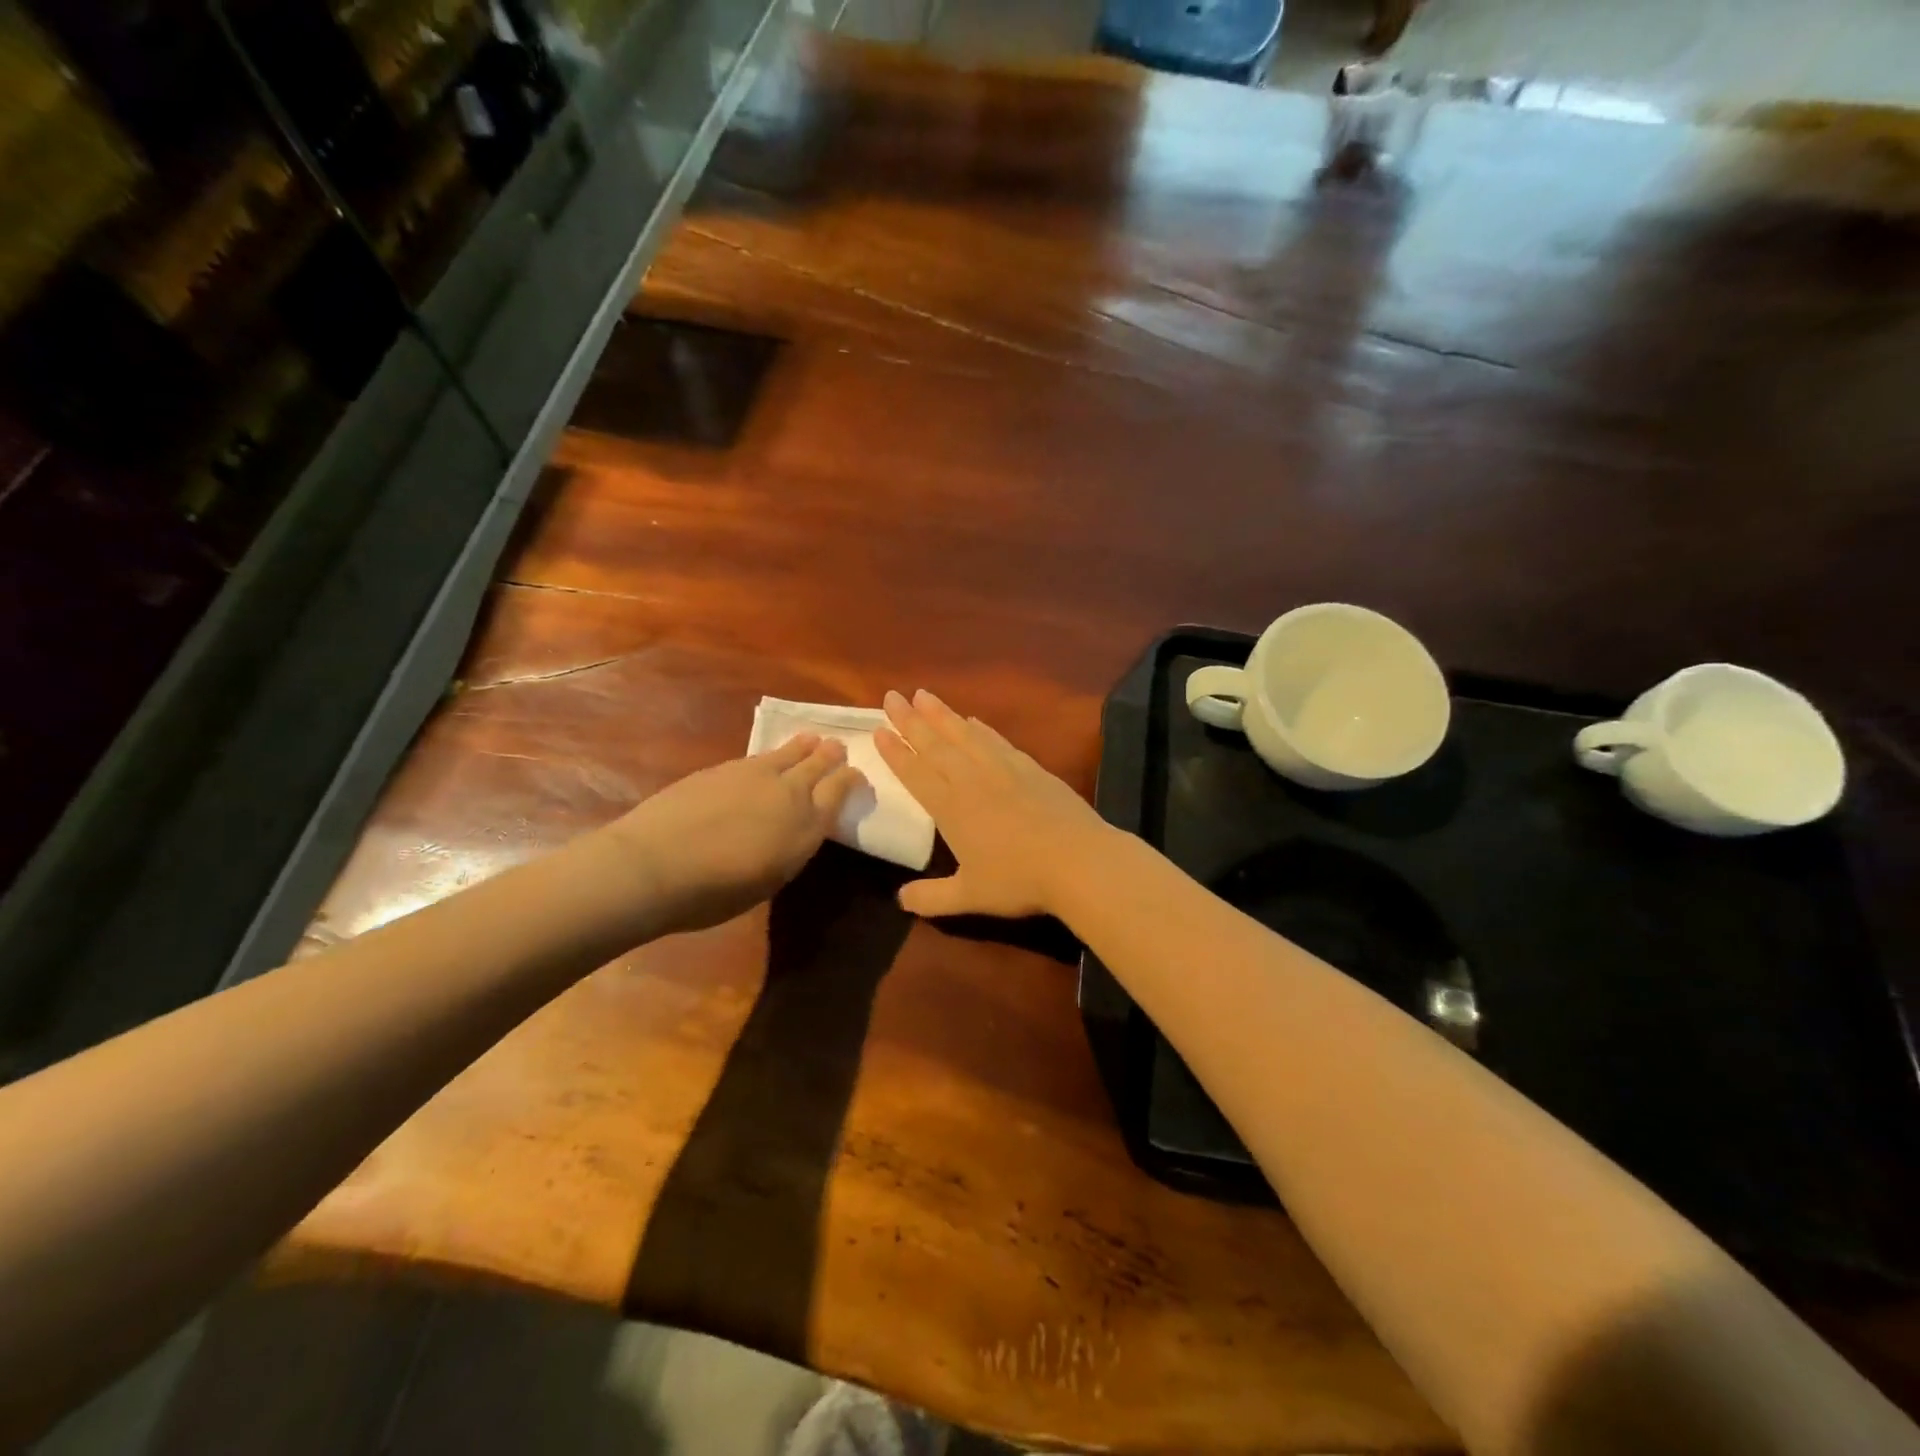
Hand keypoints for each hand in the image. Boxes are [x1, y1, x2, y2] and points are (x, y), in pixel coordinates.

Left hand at [609, 735, 863, 933]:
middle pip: (817, 763)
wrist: (655, 865)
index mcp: (806, 825)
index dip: (851, 779)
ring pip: (787, 752)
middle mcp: (788, 791)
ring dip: (802, 747)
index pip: (839, 790)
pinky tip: (765, 760)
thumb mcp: (770, 879)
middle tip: (837, 747)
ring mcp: (753, 774)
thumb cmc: (715, 892)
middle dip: (830, 755)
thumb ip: (788, 848)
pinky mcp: (721, 768)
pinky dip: (770, 755)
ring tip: (810, 739)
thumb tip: (790, 831)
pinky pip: (757, 756)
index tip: (857, 776)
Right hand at [875, 689, 1115, 918]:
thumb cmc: (1019, 880)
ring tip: (924, 694)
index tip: (878, 729)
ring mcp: (1002, 768)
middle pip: (935, 744)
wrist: (1077, 860)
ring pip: (964, 734)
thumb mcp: (970, 896)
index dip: (895, 752)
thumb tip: (900, 900)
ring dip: (941, 714)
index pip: (915, 773)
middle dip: (910, 720)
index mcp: (950, 808)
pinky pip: (996, 739)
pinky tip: (972, 719)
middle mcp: (971, 780)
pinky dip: (980, 728)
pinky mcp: (1030, 767)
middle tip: (892, 696)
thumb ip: (931, 898)